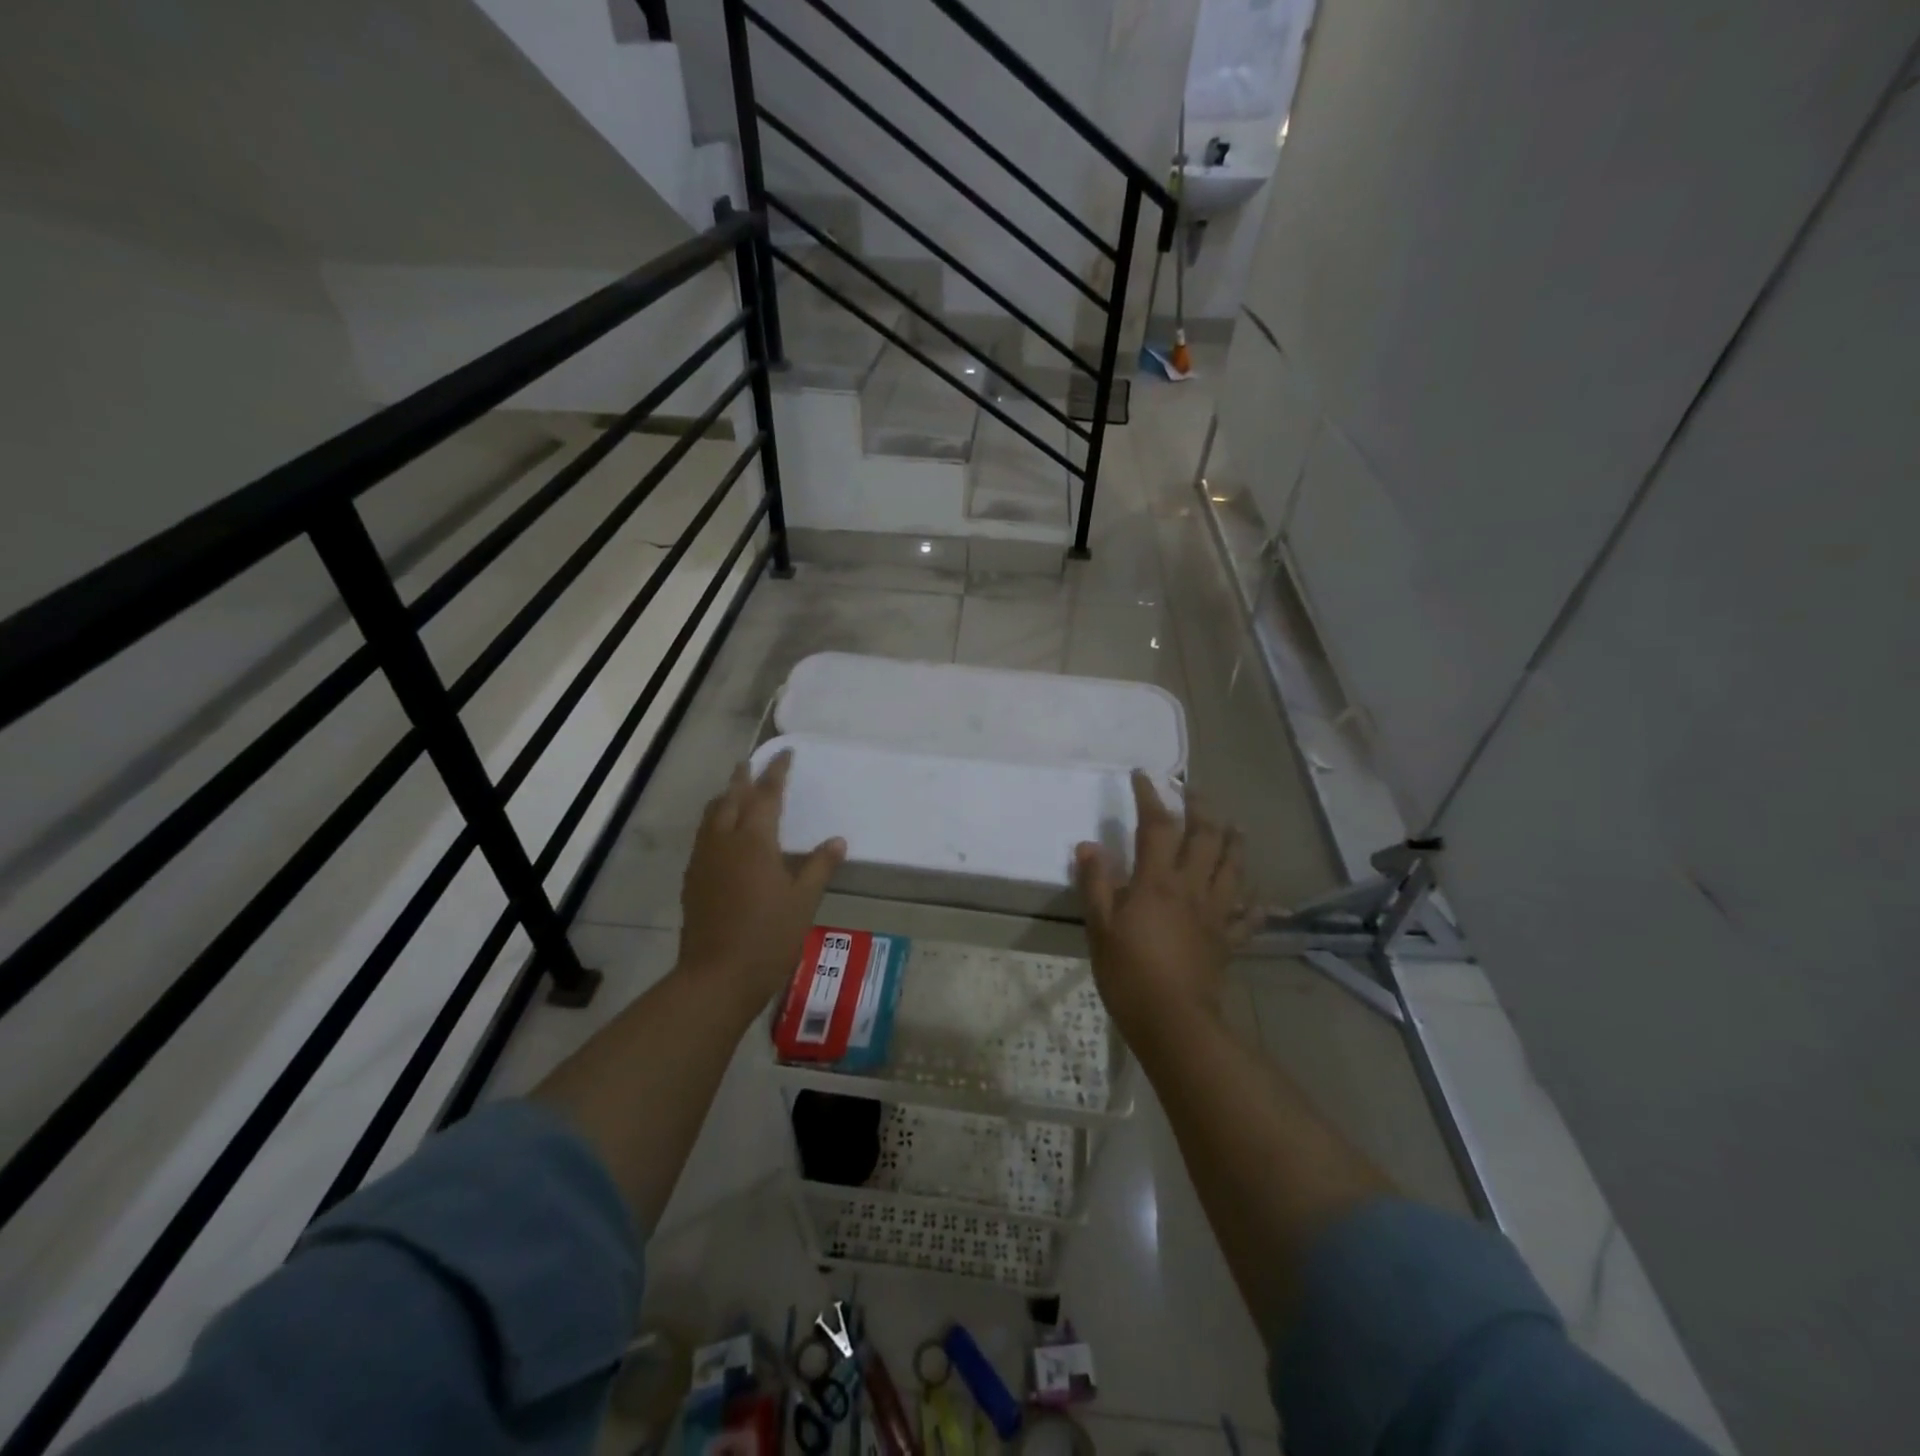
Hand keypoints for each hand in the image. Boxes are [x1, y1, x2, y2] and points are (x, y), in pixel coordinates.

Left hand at [679, 751, 844, 1015]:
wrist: (716, 978)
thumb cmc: (768, 937)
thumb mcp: (804, 901)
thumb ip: (819, 867)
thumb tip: (838, 841)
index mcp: (754, 841)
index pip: (766, 795)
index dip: (776, 772)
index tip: (785, 753)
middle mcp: (724, 842)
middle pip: (731, 798)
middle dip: (743, 777)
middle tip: (753, 762)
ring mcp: (704, 861)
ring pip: (712, 816)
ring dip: (725, 798)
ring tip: (736, 792)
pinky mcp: (693, 881)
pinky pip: (703, 837)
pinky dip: (715, 822)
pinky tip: (723, 836)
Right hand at [1075, 772, 1252, 1033]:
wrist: (1174, 1021)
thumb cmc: (1129, 972)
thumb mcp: (1100, 926)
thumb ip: (1095, 883)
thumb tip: (1089, 845)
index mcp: (1158, 881)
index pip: (1157, 825)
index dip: (1150, 796)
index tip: (1144, 775)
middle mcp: (1192, 887)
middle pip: (1205, 836)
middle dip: (1201, 807)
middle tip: (1193, 790)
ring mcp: (1216, 912)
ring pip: (1234, 867)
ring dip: (1235, 841)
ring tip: (1234, 825)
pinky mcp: (1229, 939)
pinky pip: (1248, 916)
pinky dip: (1255, 902)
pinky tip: (1259, 897)